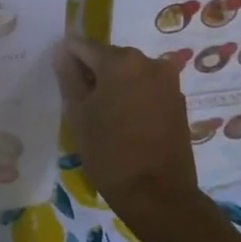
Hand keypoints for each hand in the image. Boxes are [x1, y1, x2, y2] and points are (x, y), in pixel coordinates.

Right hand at [53, 38, 199, 223]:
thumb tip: (62, 51)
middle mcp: (149, 61)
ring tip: (103, 117)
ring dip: (114, 86)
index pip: (83, 46)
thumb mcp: (79, 114)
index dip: (68, 60)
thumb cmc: (110, 152)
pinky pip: (147, 89)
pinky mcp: (178, 101)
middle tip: (81, 103)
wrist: (158, 195)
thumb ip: (69, 77)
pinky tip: (125, 124)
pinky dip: (133, 98)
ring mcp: (168, 81)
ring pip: (129, 74)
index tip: (61, 81)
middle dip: (93, 74)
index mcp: (121, 60)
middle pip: (109, 57)